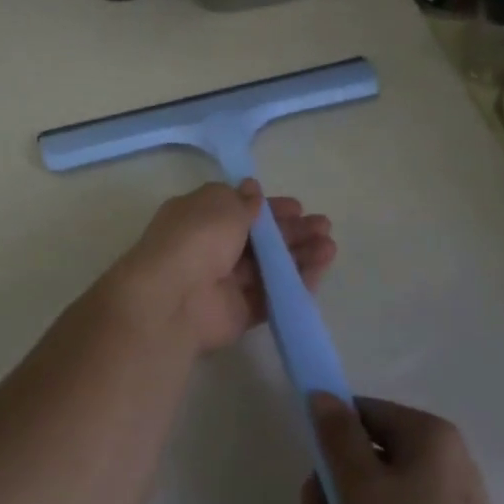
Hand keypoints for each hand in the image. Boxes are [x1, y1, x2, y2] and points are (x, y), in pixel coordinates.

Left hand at [101, 181, 335, 352]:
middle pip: (260, 239)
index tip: (298, 207)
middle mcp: (212, 248)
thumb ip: (243, 201)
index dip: (270, 208)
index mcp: (201, 216)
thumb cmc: (196, 238)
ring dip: (300, 255)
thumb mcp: (221, 204)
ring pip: (269, 267)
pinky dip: (295, 284)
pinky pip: (272, 296)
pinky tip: (320, 271)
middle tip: (323, 227)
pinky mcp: (239, 312)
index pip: (241, 209)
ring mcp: (226, 282)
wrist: (174, 298)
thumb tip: (253, 190)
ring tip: (329, 247)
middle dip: (292, 231)